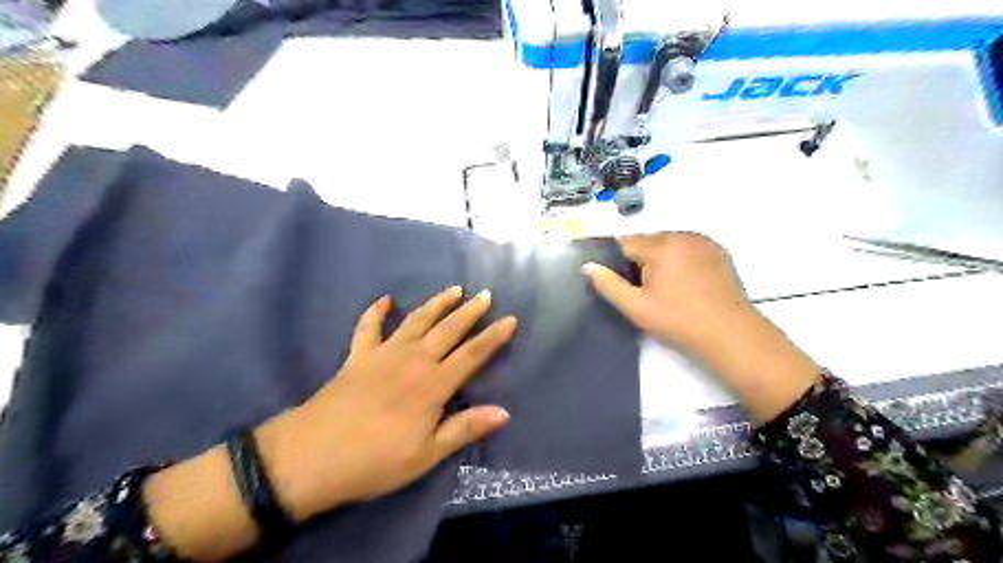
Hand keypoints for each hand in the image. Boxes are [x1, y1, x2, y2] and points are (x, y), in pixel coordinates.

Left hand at [258, 289, 515, 521]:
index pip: (472, 355)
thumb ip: (464, 429)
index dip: (493, 337)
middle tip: (486, 295)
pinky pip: (368, 328)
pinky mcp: (358, 356)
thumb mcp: (425, 455)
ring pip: (417, 321)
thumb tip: (504, 412)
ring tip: (454, 289)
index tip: (510, 319)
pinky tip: (383, 300)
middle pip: (448, 330)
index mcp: (432, 385)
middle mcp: (413, 360)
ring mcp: (383, 354)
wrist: (310, 457)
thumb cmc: (373, 461)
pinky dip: (375, 312)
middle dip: (470, 312)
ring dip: (437, 304)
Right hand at [580, 233, 752, 352]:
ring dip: (661, 259)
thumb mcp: (636, 307)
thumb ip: (608, 285)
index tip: (625, 284)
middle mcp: (682, 236)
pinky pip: (688, 248)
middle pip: (648, 241)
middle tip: (646, 291)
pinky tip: (687, 284)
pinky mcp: (719, 251)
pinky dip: (681, 259)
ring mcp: (703, 242)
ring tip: (668, 289)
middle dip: (641, 260)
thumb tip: (587, 266)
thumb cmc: (678, 321)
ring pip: (669, 243)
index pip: (626, 243)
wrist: (729, 334)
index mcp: (660, 246)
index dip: (619, 263)